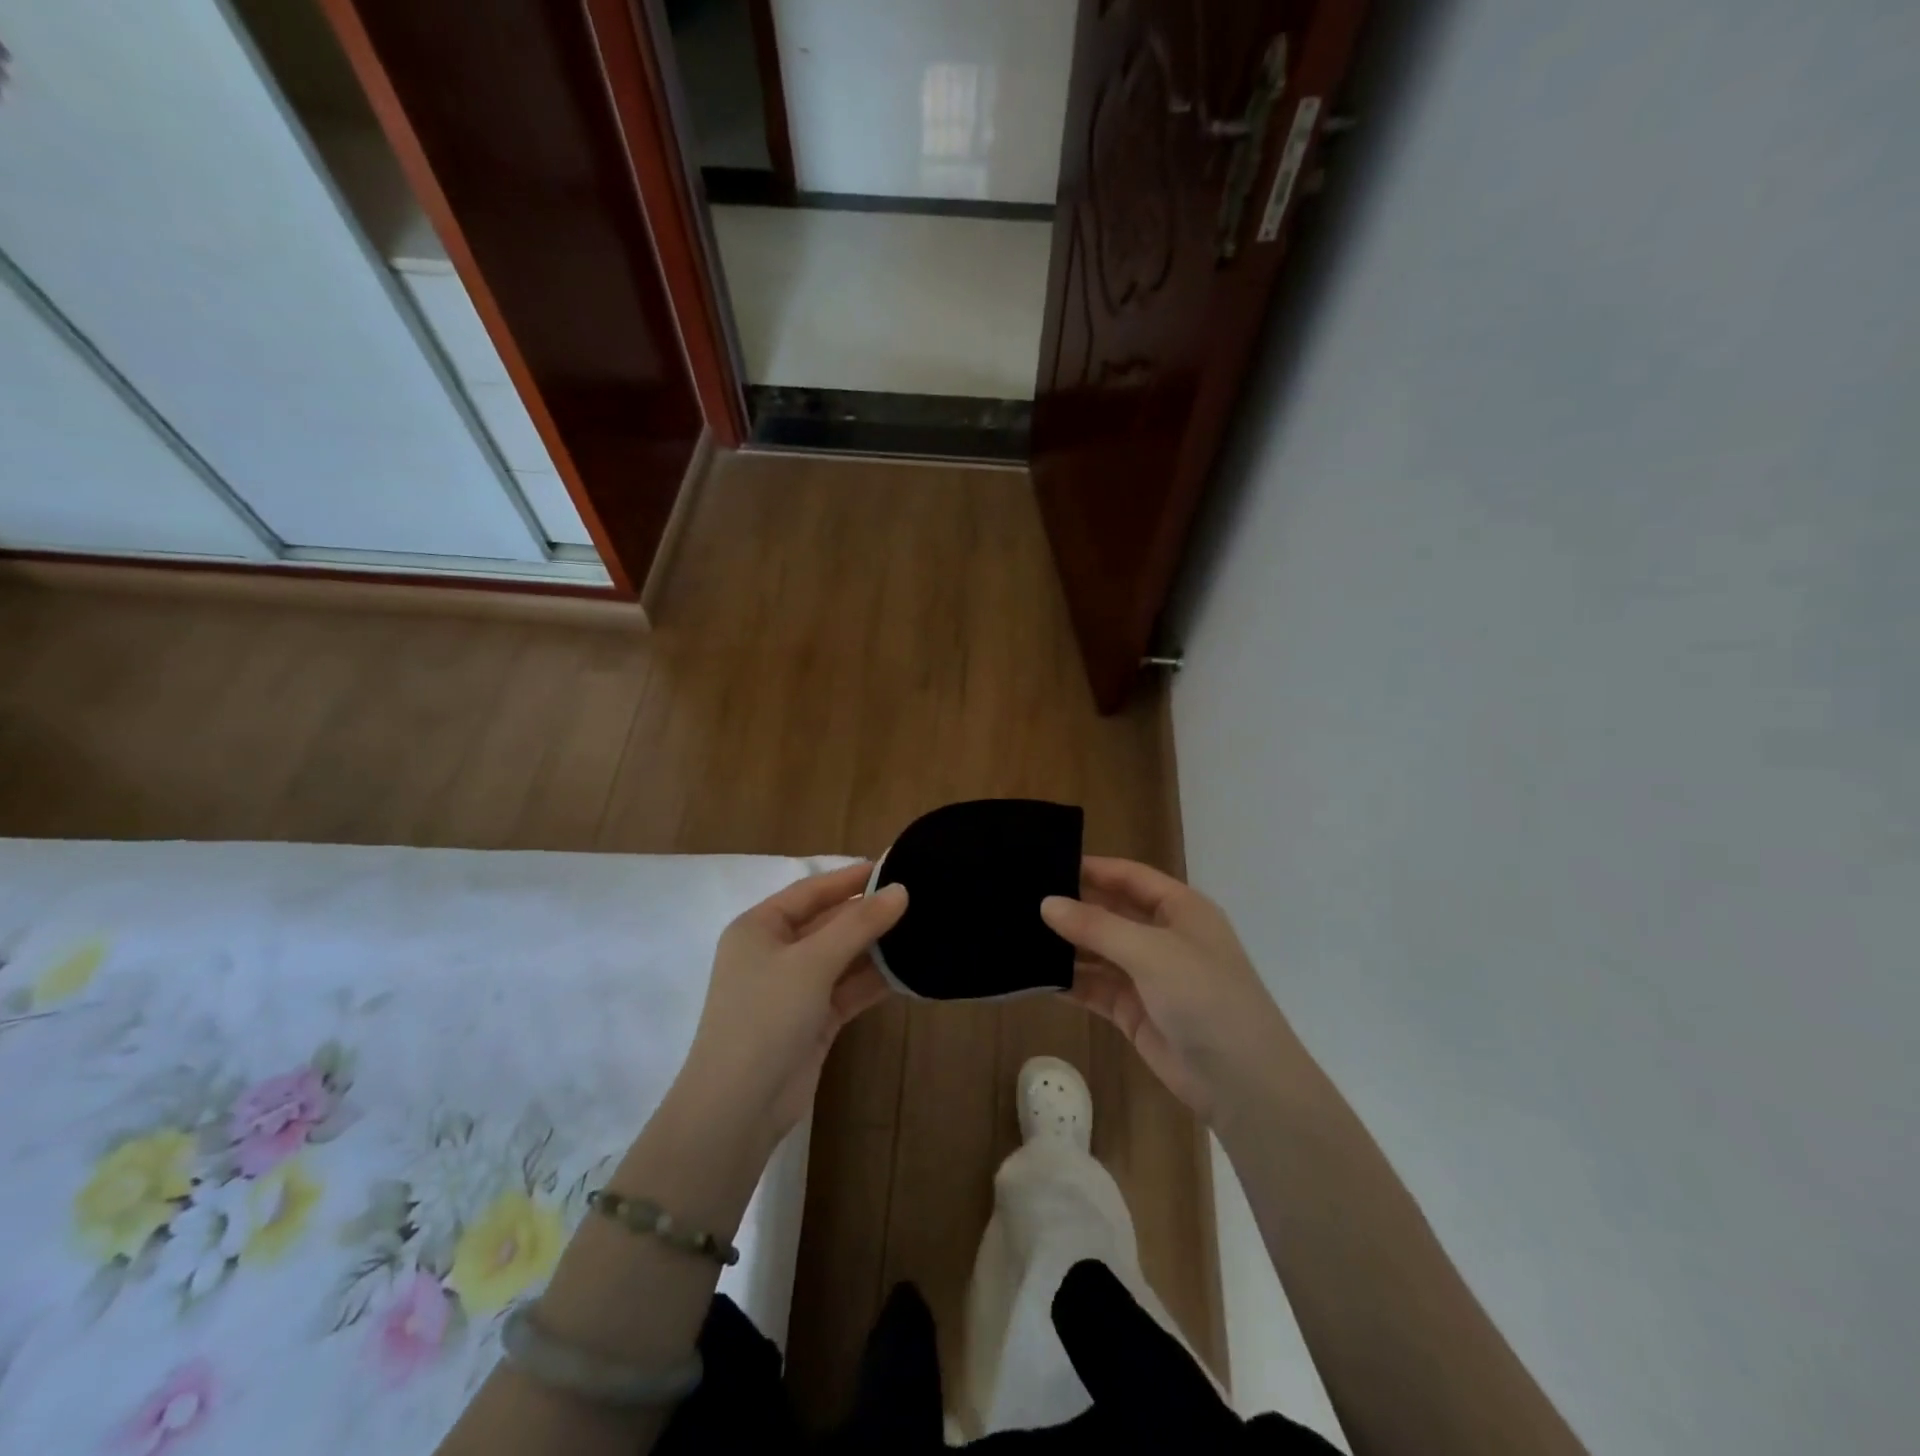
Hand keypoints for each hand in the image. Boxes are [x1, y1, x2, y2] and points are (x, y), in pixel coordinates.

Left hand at [677, 863, 906, 1142]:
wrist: (738, 1108)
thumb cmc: (766, 1017)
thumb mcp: (812, 962)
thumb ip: (858, 924)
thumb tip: (901, 891)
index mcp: (759, 928)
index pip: (810, 891)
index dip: (850, 878)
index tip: (892, 867)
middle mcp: (774, 953)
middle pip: (828, 923)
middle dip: (868, 914)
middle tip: (917, 899)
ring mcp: (793, 989)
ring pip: (841, 958)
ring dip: (875, 948)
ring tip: (921, 930)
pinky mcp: (812, 1021)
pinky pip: (847, 990)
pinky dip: (873, 981)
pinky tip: (908, 972)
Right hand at [1042, 857, 1294, 1121]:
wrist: (1242, 1083)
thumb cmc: (1205, 997)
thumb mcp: (1150, 952)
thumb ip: (1096, 926)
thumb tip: (1046, 903)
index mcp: (1180, 909)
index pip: (1129, 876)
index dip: (1091, 868)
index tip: (1044, 863)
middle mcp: (1163, 936)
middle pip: (1110, 911)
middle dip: (1072, 906)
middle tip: (1020, 898)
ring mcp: (1148, 975)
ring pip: (1098, 951)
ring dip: (1066, 945)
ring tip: (1017, 933)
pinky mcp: (1133, 1010)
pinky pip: (1094, 987)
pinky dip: (1069, 981)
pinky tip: (1034, 974)